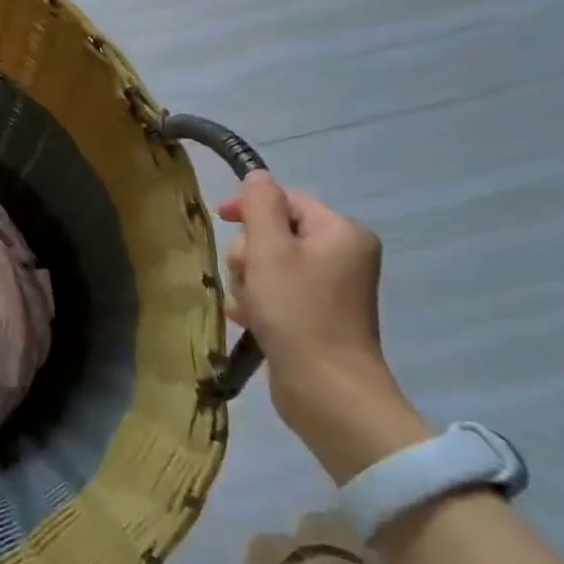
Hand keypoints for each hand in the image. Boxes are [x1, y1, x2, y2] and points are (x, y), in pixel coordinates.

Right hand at [217, 172, 425, 480]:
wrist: (325, 387)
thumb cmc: (297, 311)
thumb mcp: (270, 250)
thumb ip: (260, 207)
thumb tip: (257, 176)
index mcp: (341, 232)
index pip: (288, 200)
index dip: (251, 206)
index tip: (219, 219)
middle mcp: (343, 255)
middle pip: (276, 233)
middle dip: (250, 253)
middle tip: (247, 278)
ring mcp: (332, 288)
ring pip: (270, 265)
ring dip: (250, 281)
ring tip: (250, 307)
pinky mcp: (317, 316)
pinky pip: (277, 293)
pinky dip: (259, 302)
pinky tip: (247, 319)